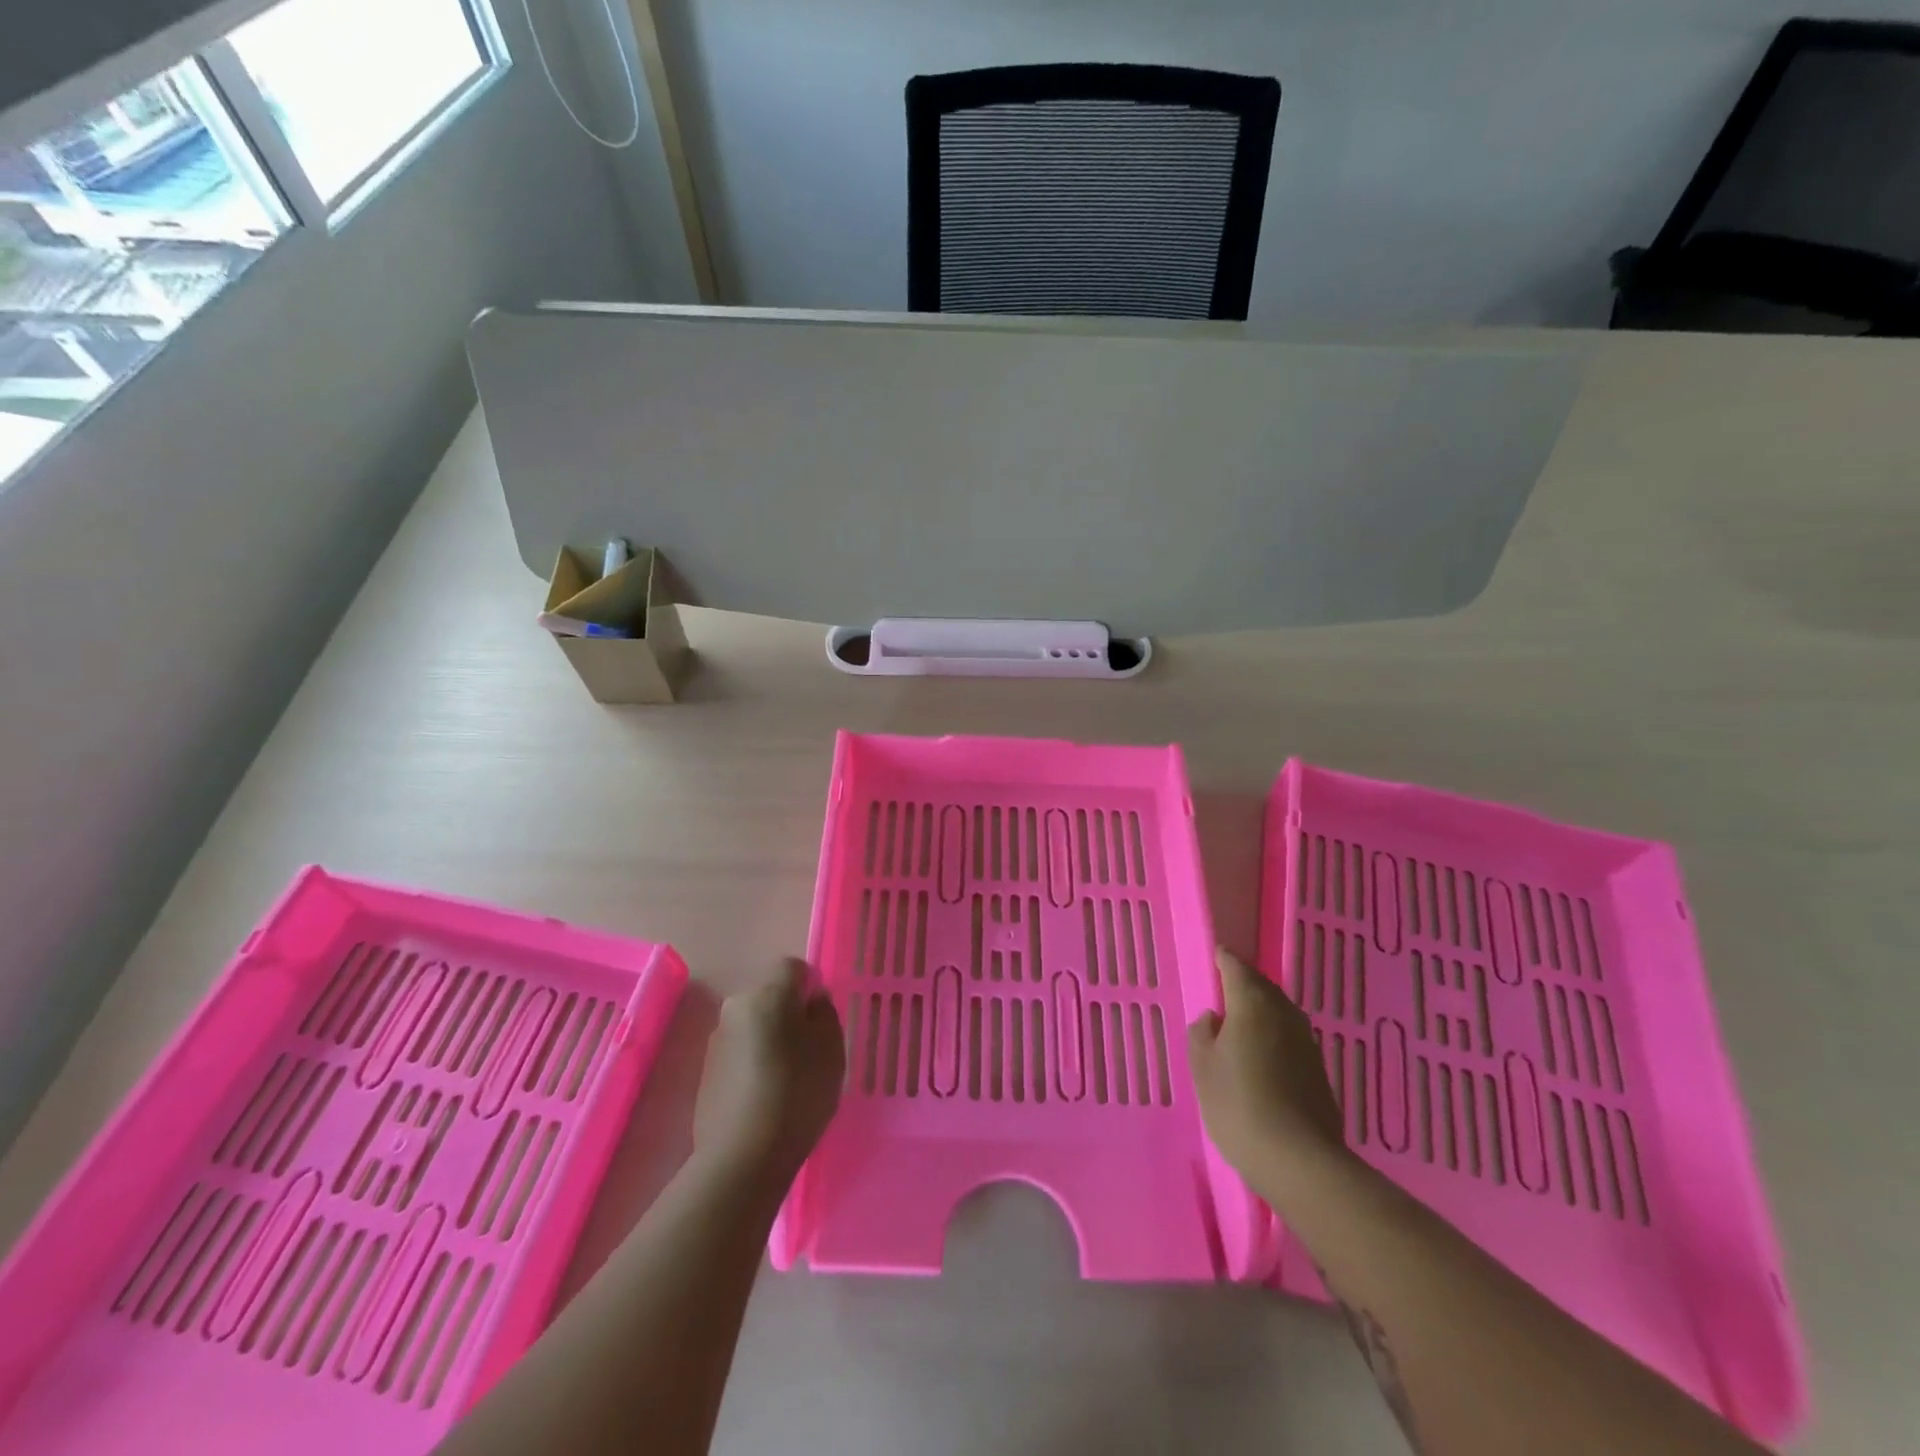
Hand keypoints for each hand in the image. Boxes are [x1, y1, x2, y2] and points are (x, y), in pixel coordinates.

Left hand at [694, 960, 844, 1189]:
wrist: (743, 1157)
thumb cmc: (797, 1092)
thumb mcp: (831, 1049)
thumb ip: (824, 1013)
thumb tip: (811, 1000)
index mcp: (768, 993)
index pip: (792, 967)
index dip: (810, 986)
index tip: (821, 1018)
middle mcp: (737, 1007)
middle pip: (769, 996)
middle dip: (788, 1014)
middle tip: (808, 1050)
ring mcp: (717, 1040)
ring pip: (753, 1025)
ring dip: (768, 1040)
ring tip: (786, 1079)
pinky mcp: (706, 1072)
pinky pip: (739, 1053)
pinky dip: (752, 1064)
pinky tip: (765, 1097)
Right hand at [1188, 947, 1347, 1192]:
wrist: (1299, 1160)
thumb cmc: (1238, 1104)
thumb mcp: (1202, 1067)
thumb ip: (1202, 1033)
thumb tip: (1214, 1018)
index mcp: (1252, 1003)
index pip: (1236, 967)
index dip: (1223, 960)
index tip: (1215, 956)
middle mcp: (1284, 1013)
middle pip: (1262, 987)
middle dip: (1244, 984)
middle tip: (1224, 990)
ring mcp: (1307, 1042)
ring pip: (1279, 1013)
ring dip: (1261, 1012)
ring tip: (1240, 1024)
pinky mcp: (1319, 1071)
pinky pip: (1290, 1039)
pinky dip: (1274, 1037)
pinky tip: (1262, 1057)